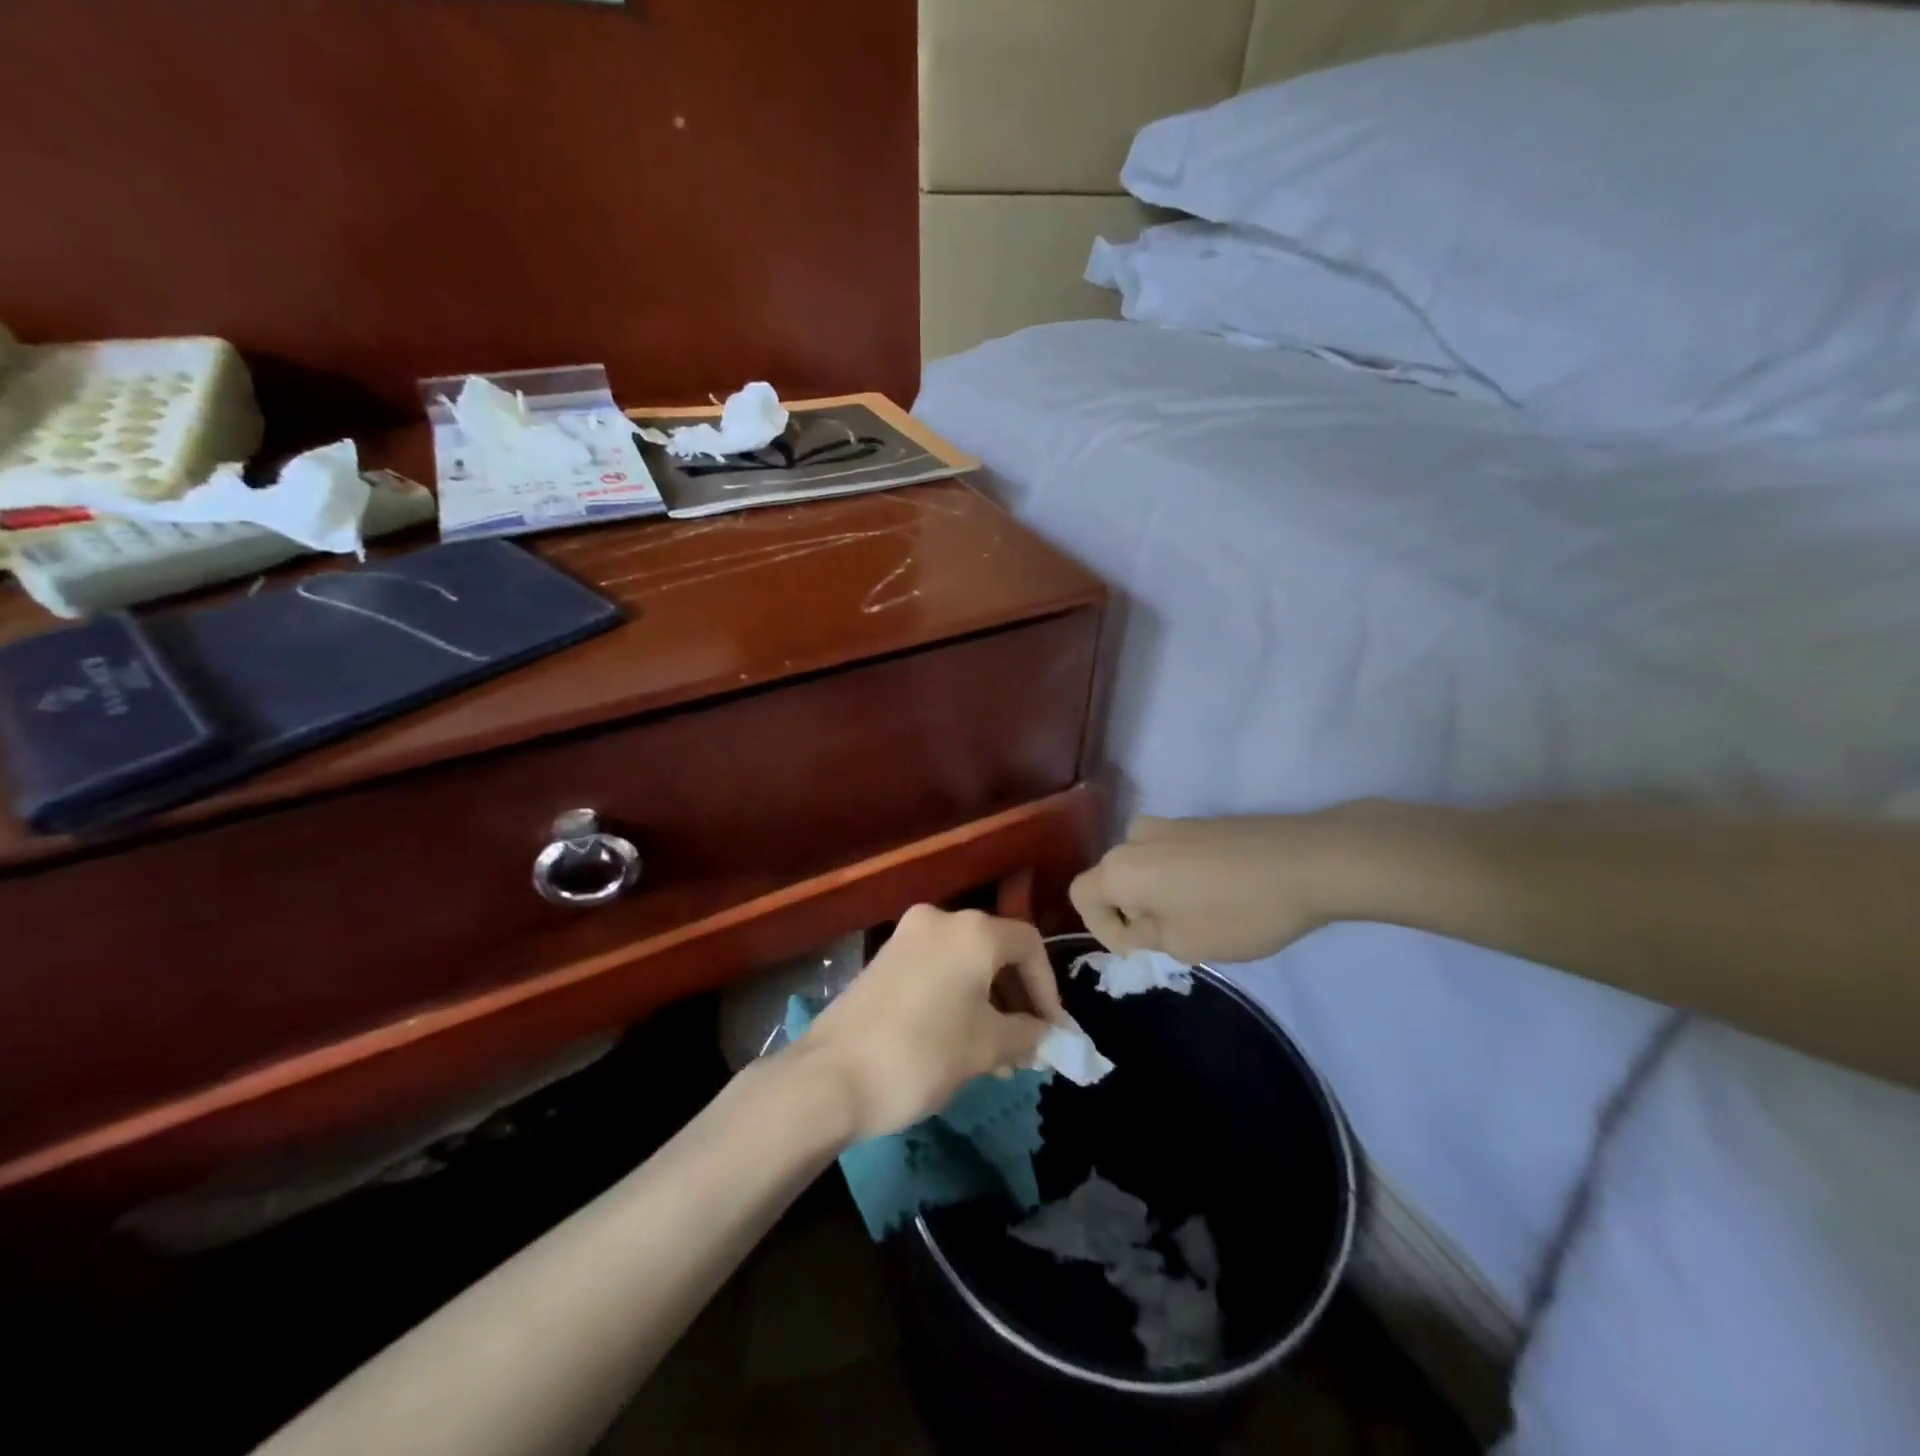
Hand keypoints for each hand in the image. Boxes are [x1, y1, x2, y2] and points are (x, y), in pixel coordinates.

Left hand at [801, 905, 1063, 1140]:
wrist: (830, 1076)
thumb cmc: (923, 1053)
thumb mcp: (987, 1047)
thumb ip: (1028, 1035)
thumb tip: (1047, 1036)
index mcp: (973, 931)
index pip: (1029, 945)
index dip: (1048, 988)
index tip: (1052, 1032)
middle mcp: (941, 920)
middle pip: (997, 950)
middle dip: (1018, 1000)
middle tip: (1027, 1047)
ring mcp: (907, 936)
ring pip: (966, 963)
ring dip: (989, 1004)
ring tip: (997, 1058)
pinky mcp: (884, 959)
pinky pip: (937, 970)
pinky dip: (958, 998)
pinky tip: (961, 1043)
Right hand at [1070, 812, 1356, 964]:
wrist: (1307, 861)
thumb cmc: (1237, 911)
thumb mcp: (1184, 943)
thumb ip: (1145, 936)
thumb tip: (1136, 924)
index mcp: (1119, 868)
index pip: (1081, 896)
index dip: (1102, 930)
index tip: (1141, 950)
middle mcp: (1134, 838)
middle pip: (1112, 878)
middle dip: (1131, 912)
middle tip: (1168, 940)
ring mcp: (1169, 824)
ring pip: (1143, 865)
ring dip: (1154, 894)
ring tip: (1193, 918)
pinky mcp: (1200, 822)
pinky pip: (1170, 854)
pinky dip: (1178, 878)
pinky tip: (1217, 896)